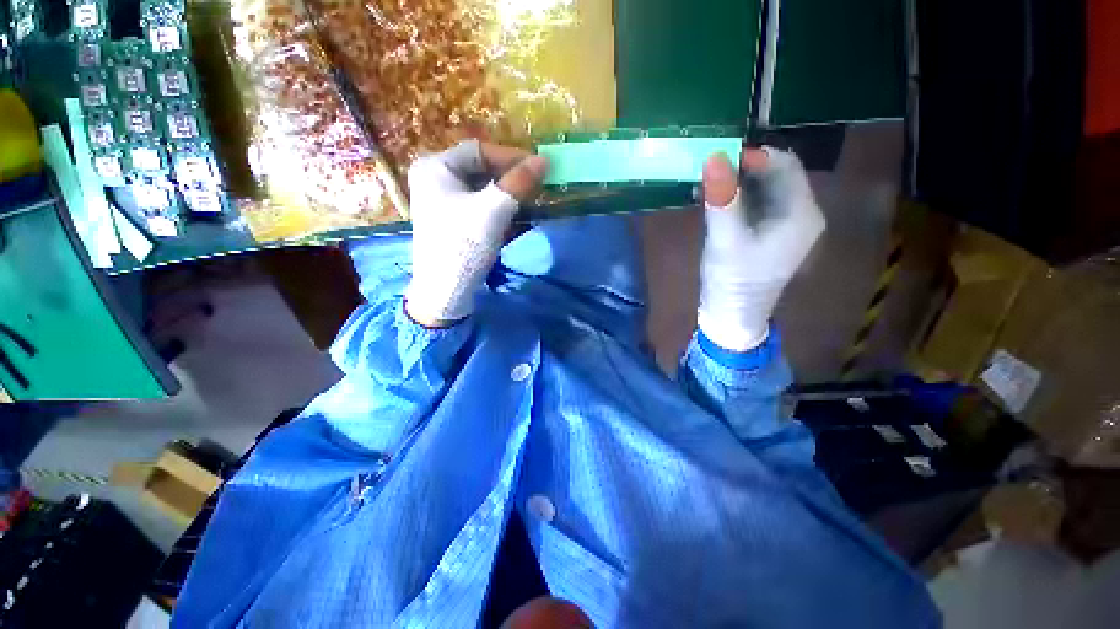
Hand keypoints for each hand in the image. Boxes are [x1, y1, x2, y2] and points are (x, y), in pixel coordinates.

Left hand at [404, 140, 548, 326]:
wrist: (444, 290)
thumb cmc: (463, 244)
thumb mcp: (493, 210)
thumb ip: (518, 182)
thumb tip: (543, 161)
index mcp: (436, 167)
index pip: (479, 150)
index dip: (510, 156)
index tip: (538, 167)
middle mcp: (434, 178)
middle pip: (480, 168)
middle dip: (509, 176)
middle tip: (535, 184)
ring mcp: (441, 201)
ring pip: (481, 188)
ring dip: (506, 192)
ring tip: (528, 199)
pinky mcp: (451, 220)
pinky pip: (478, 204)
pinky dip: (497, 207)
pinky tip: (513, 215)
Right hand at [698, 147, 825, 350]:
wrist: (732, 317)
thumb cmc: (733, 281)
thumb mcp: (725, 240)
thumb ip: (721, 199)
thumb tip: (714, 157)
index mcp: (801, 214)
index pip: (785, 165)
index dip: (754, 155)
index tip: (718, 157)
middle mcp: (800, 215)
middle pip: (776, 176)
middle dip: (743, 168)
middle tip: (710, 170)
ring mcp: (785, 227)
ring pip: (764, 189)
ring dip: (737, 182)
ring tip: (708, 184)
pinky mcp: (769, 236)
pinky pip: (757, 205)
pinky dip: (737, 198)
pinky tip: (715, 200)